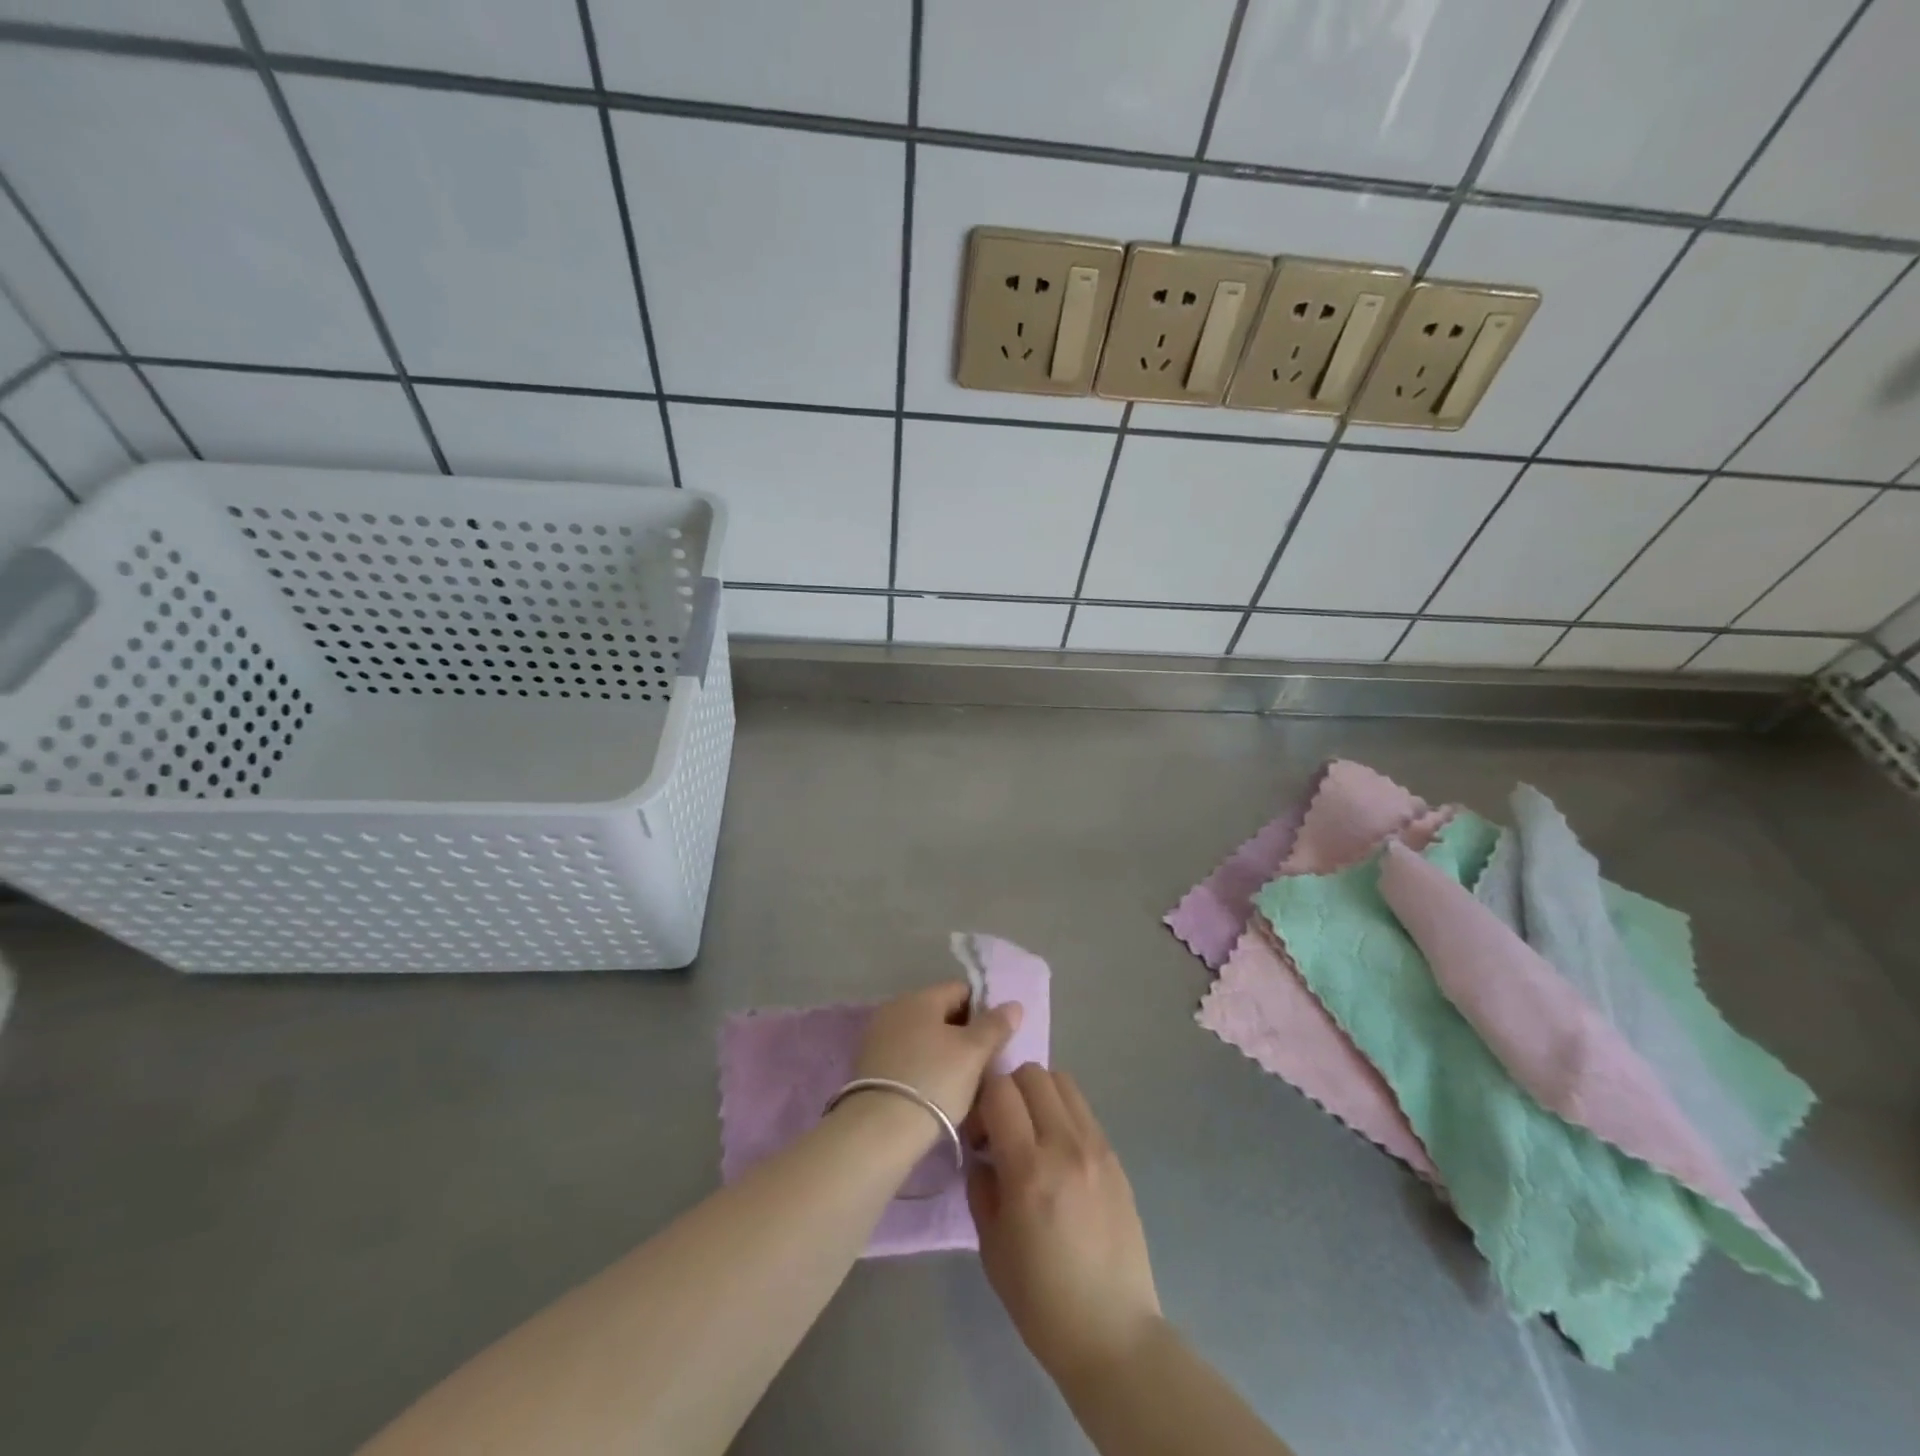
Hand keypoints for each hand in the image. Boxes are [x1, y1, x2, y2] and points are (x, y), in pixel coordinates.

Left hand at [851, 980, 1021, 1126]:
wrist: (880, 1130)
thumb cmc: (934, 1081)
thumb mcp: (973, 1053)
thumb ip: (995, 1025)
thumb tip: (1013, 1005)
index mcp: (920, 997)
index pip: (961, 990)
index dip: (983, 1011)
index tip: (996, 1040)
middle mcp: (895, 1008)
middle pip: (941, 1013)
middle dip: (964, 1034)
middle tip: (983, 1065)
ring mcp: (878, 1037)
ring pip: (924, 1038)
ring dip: (944, 1053)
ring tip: (962, 1084)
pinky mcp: (869, 1065)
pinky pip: (907, 1057)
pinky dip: (923, 1068)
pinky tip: (935, 1093)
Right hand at [966, 1066, 1162, 1383]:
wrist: (1112, 1332)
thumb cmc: (1040, 1299)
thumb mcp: (990, 1245)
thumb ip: (981, 1185)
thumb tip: (981, 1152)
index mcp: (1030, 1169)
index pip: (999, 1091)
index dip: (980, 1100)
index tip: (976, 1134)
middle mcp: (1066, 1145)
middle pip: (1032, 1073)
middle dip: (1008, 1089)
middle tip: (1001, 1128)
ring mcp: (1097, 1147)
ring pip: (1062, 1081)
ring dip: (1037, 1095)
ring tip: (1031, 1135)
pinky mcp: (1116, 1157)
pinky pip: (1083, 1110)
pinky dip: (1062, 1114)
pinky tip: (1057, 1154)